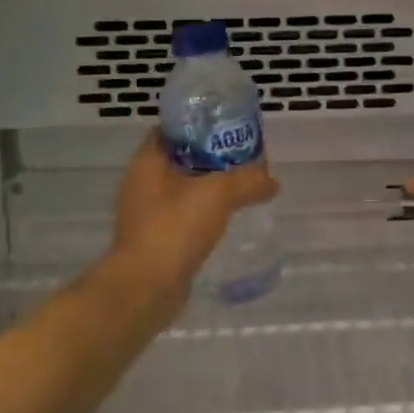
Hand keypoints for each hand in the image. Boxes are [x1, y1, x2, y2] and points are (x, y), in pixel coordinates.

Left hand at [111, 131, 279, 299]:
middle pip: (180, 159)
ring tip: (241, 186)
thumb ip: (248, 181)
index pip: (171, 129)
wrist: (146, 288)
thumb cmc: (174, 228)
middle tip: (242, 157)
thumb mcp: (218, 194)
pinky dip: (202, 213)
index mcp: (147, 161)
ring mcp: (146, 213)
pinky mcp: (155, 239)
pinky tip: (226, 219)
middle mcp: (141, 183)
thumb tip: (272, 181)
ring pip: (182, 189)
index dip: (198, 124)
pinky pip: (183, 216)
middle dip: (210, 156)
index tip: (226, 126)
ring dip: (208, 187)